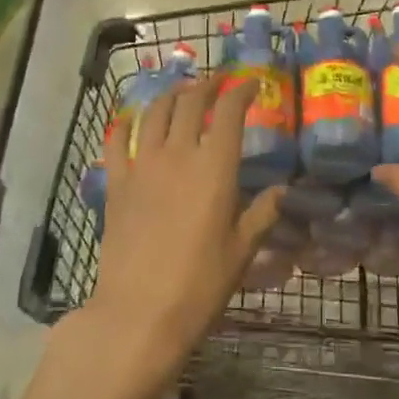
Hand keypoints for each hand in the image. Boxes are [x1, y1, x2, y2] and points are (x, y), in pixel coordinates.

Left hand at [85, 74, 282, 398]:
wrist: (138, 314)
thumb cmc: (199, 284)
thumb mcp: (242, 251)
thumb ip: (262, 214)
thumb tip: (281, 191)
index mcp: (215, 166)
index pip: (229, 110)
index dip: (241, 90)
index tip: (251, 84)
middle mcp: (178, 154)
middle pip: (190, 102)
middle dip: (207, 86)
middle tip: (217, 84)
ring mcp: (142, 166)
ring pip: (155, 113)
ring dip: (171, 96)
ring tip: (181, 93)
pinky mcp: (116, 184)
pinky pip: (116, 141)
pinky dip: (125, 124)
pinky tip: (131, 120)